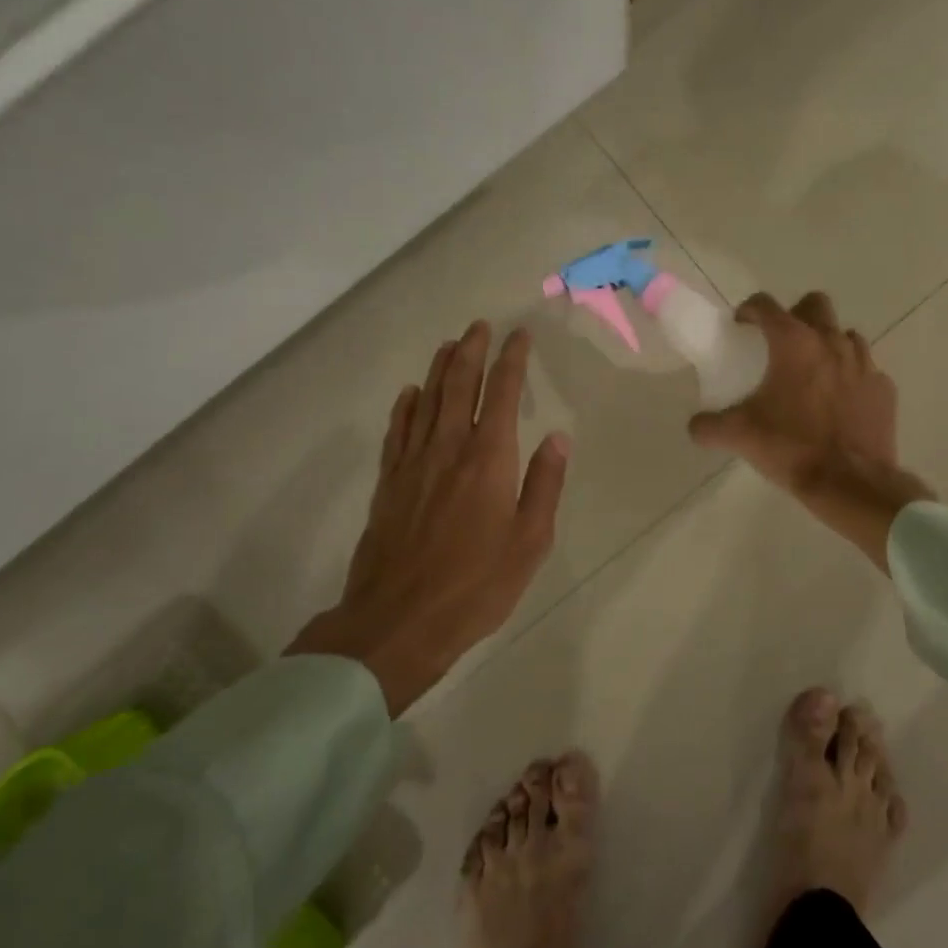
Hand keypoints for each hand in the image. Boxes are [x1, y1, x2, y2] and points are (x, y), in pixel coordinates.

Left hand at [286, 322, 569, 713]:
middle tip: (479, 326)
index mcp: (488, 460)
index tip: (519, 336)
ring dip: (439, 369)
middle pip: (458, 386)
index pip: (502, 394)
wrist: (398, 621)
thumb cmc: (475, 586)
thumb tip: (558, 439)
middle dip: (471, 351)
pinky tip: (410, 394)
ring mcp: (412, 464)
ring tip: (449, 345)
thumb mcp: (529, 542)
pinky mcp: (388, 484)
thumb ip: (544, 485)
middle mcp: (448, 449)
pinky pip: (397, 432)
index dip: (511, 361)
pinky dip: (405, 407)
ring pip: (426, 401)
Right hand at [688, 292, 930, 570]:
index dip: (749, 310)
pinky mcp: (884, 389)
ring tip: (812, 373)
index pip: (766, 305)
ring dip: (827, 344)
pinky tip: (839, 402)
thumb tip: (696, 426)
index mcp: (794, 343)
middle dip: (796, 315)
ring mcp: (864, 363)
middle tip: (781, 343)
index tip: (741, 325)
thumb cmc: (791, 448)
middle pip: (815, 305)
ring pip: (845, 335)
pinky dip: (850, 378)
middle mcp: (831, 342)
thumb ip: (709, 425)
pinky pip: (866, 370)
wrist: (850, 482)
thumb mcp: (738, 436)